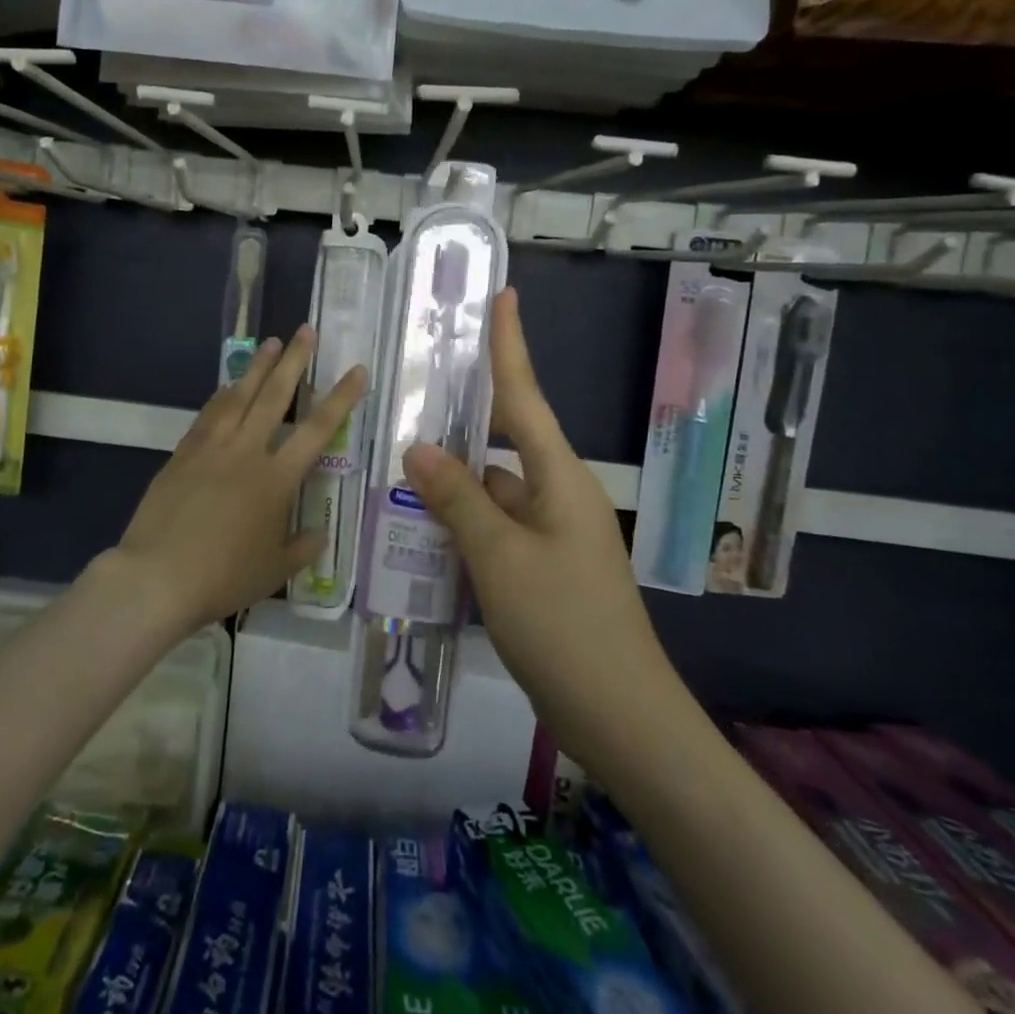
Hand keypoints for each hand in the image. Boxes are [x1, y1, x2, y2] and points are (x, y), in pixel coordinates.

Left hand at [107, 326, 366, 635]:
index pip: (318, 429)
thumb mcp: (273, 571)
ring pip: (239, 397)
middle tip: (305, 330)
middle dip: (294, 361)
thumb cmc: (222, 577)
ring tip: (270, 342)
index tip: (356, 370)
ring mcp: (211, 448)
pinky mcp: (183, 454)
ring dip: (257, 367)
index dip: (342, 397)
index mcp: (276, 479)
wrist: (156, 577)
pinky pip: (208, 415)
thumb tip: (319, 535)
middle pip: (275, 397)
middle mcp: (247, 452)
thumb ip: (301, 548)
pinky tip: (227, 385)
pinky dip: (221, 396)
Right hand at [403, 289, 665, 754]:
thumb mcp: (499, 558)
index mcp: (558, 477)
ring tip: (394, 466)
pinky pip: (493, 527)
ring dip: (452, 482)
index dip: (510, 344)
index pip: (525, 395)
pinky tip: (420, 529)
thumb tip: (417, 449)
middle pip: (502, 440)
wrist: (620, 716)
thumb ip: (457, 500)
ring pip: (491, 489)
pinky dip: (461, 522)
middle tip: (412, 393)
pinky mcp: (540, 568)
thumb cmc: (564, 625)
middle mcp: (556, 494)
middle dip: (461, 418)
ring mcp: (549, 533)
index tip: (503, 296)